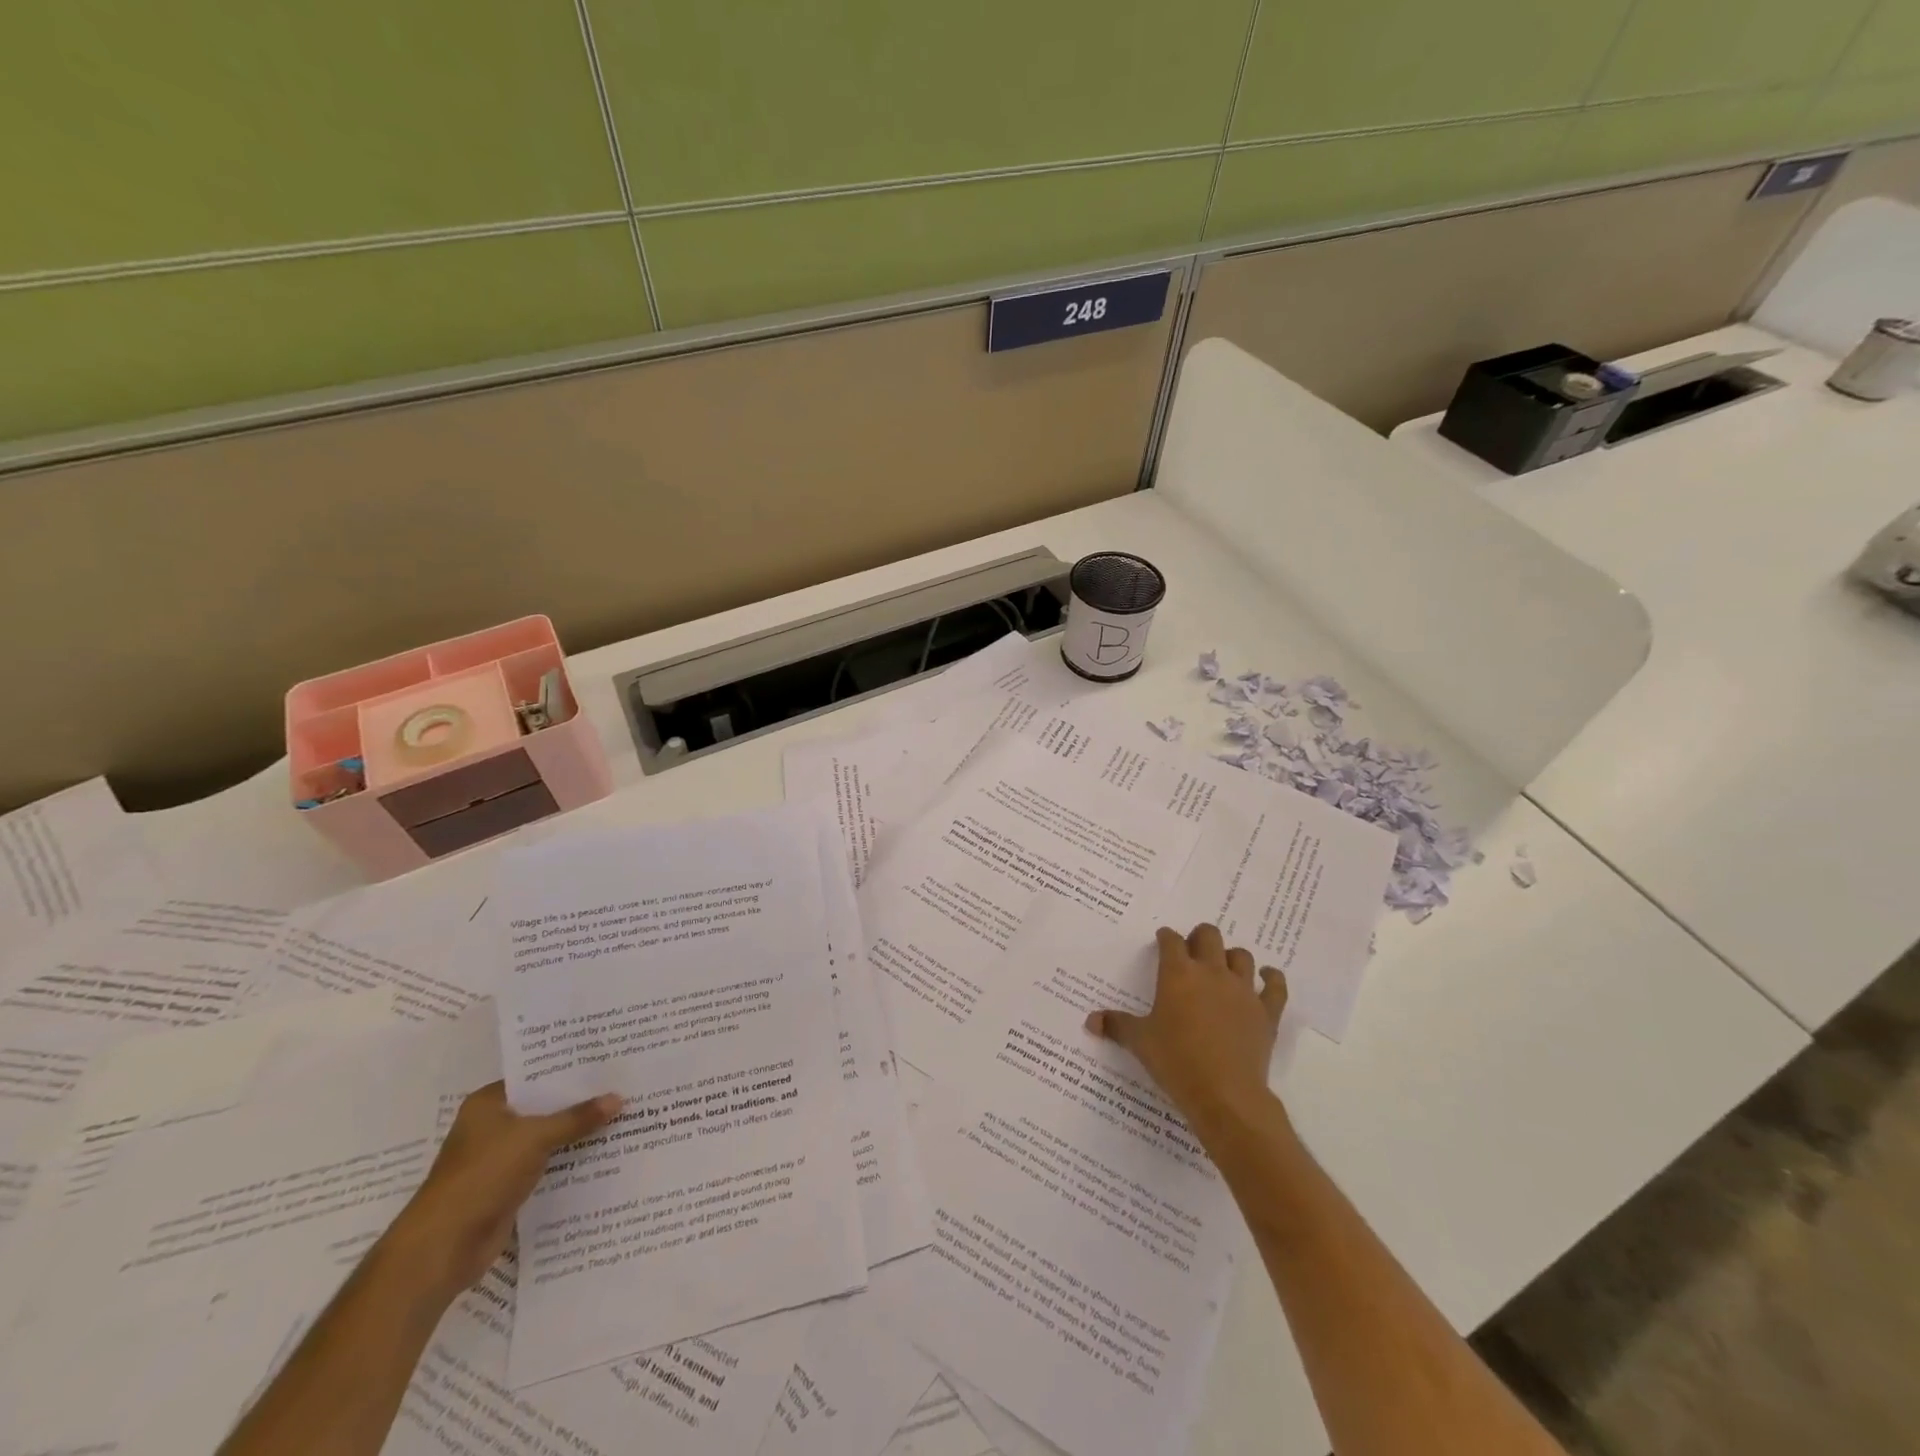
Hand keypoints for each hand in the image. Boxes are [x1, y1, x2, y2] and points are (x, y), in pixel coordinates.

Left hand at [386, 1081, 620, 1300]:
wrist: (443, 1249)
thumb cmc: (482, 1176)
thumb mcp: (535, 1138)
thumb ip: (577, 1118)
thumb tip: (619, 1098)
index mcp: (488, 1104)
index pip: (535, 1076)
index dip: (569, 1069)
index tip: (606, 1060)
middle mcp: (492, 1126)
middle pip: (544, 1106)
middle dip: (579, 1101)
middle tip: (622, 1084)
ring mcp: (499, 1158)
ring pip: (547, 1136)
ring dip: (576, 1133)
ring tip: (621, 1114)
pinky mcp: (508, 1187)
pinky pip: (546, 1164)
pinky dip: (568, 1160)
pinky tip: (602, 1152)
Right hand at [1087, 924, 1286, 1137]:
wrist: (1224, 1094)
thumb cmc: (1175, 1061)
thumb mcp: (1140, 1042)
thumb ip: (1116, 1025)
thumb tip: (1090, 1021)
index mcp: (1178, 973)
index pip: (1171, 940)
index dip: (1165, 937)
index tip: (1162, 941)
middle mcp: (1211, 972)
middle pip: (1209, 936)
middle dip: (1199, 937)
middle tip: (1191, 951)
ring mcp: (1242, 990)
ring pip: (1242, 956)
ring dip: (1231, 957)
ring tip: (1223, 967)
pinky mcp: (1266, 1012)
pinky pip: (1275, 985)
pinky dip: (1271, 978)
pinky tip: (1266, 978)